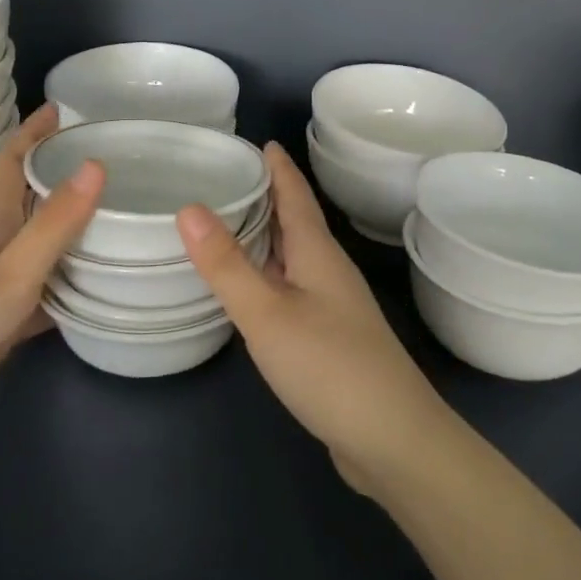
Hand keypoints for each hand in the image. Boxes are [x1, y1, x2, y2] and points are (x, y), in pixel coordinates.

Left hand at [0, 104, 103, 505]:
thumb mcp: (10, 272)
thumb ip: (54, 223)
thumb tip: (97, 161)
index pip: (11, 163)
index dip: (33, 133)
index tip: (61, 106)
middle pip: (30, 201)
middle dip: (61, 175)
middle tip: (109, 159)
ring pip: (43, 247)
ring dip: (73, 229)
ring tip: (119, 214)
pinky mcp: (3, 326)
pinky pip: (48, 294)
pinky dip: (73, 285)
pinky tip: (102, 288)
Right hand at [178, 144, 451, 497]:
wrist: (392, 438)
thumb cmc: (329, 365)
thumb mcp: (267, 312)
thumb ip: (227, 264)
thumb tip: (189, 207)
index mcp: (318, 253)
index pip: (296, 196)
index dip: (280, 168)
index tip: (262, 141)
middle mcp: (328, 271)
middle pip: (297, 222)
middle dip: (270, 196)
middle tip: (231, 177)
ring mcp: (333, 306)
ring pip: (295, 256)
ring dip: (269, 236)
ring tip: (233, 223)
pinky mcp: (330, 337)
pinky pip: (293, 288)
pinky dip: (270, 275)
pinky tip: (253, 289)